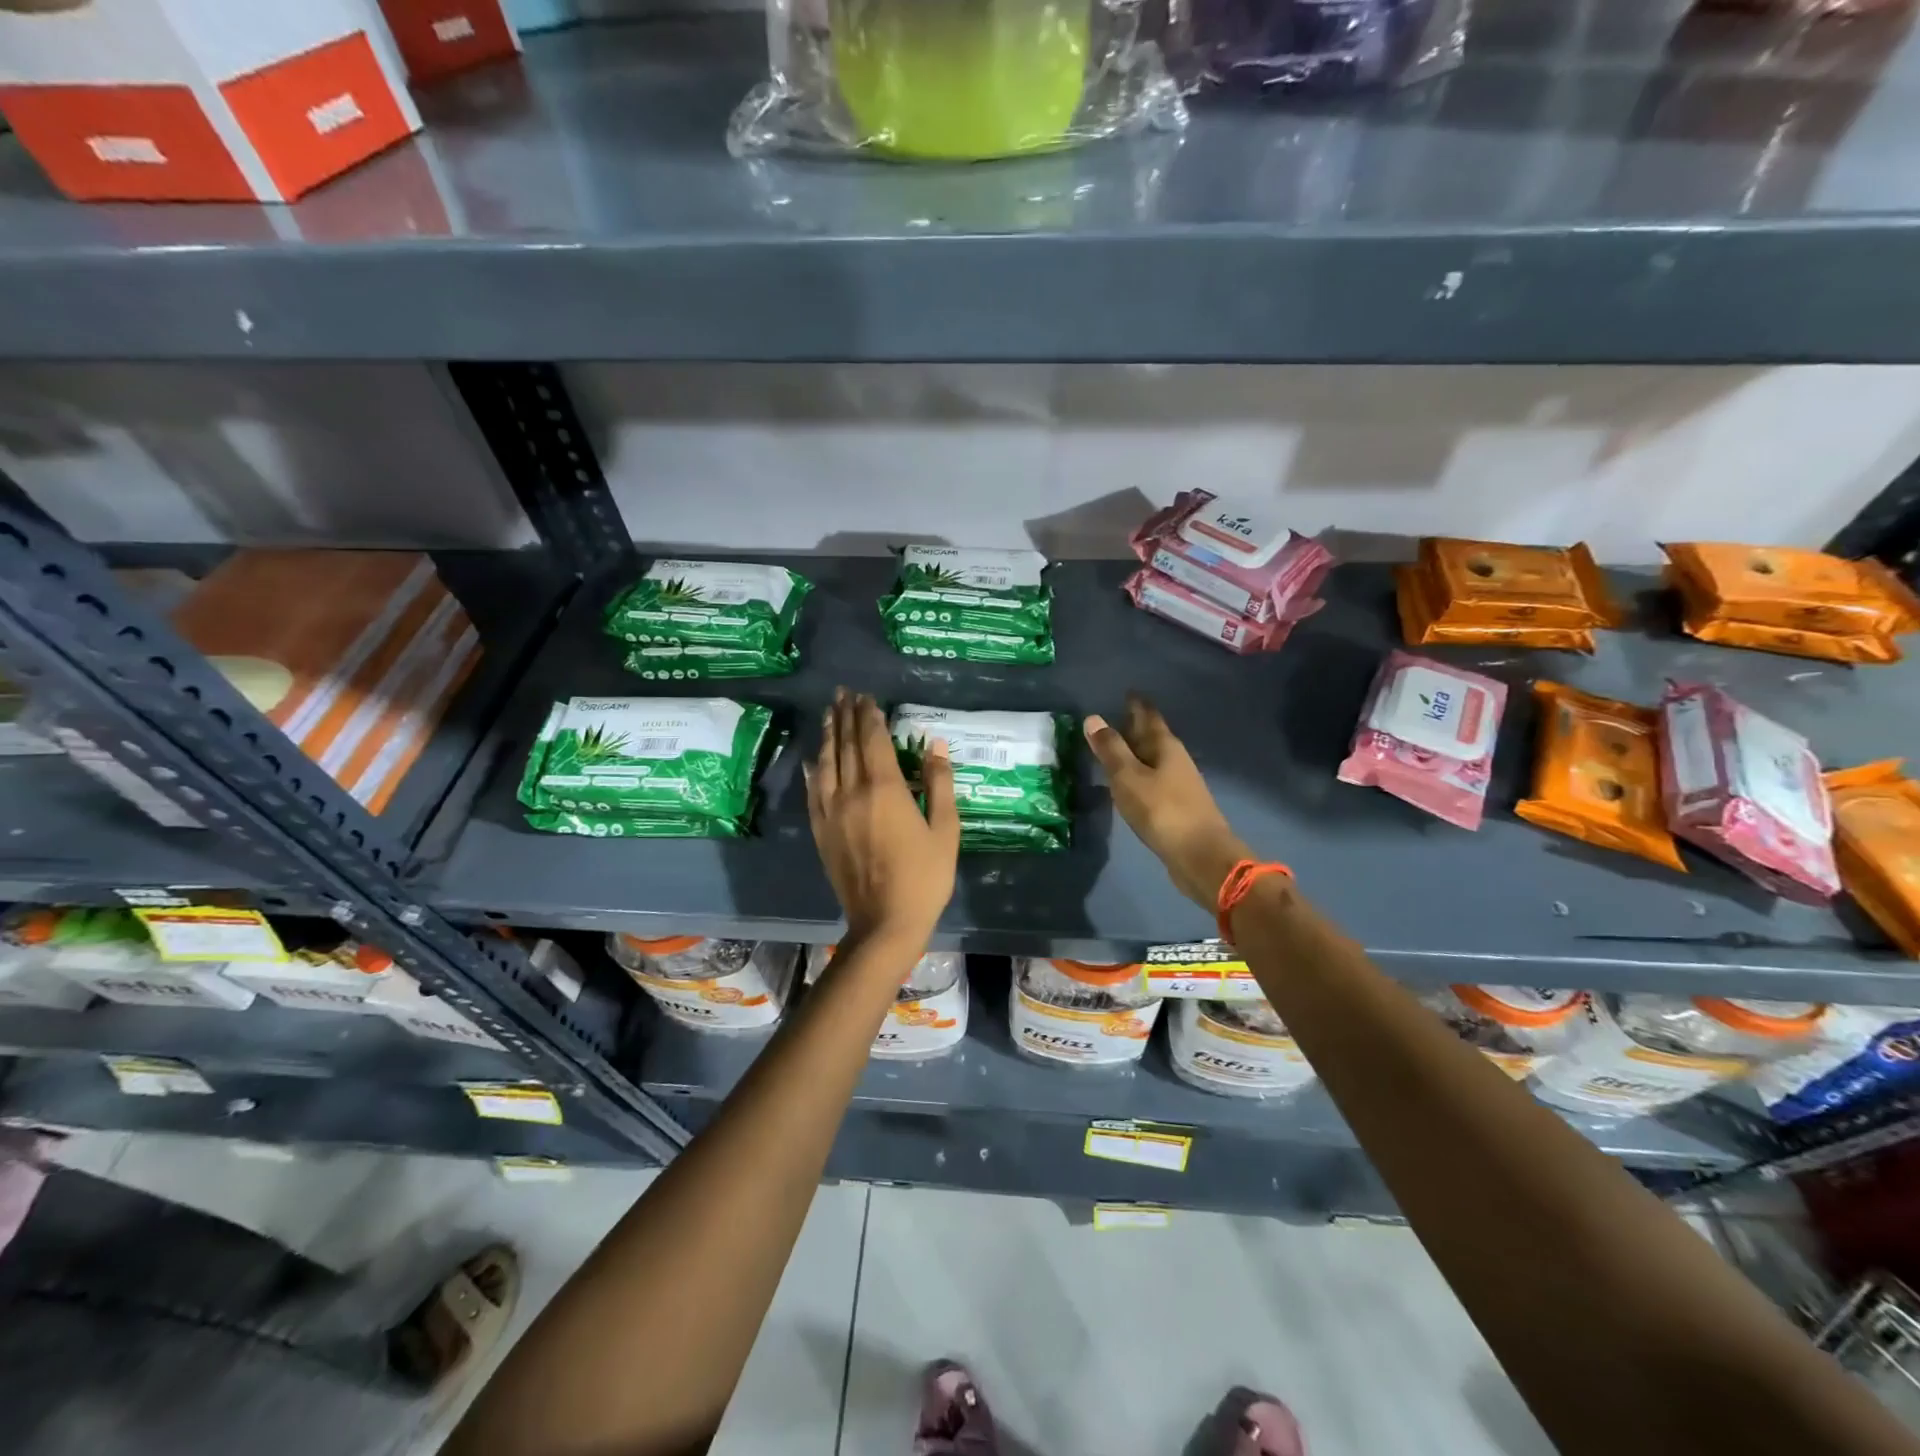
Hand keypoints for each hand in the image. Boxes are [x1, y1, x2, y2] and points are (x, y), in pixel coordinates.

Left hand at [807, 689, 959, 954]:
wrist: (885, 922)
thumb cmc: (924, 877)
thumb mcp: (945, 830)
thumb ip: (939, 784)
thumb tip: (935, 745)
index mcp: (885, 789)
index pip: (873, 740)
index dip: (869, 716)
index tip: (866, 697)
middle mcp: (852, 792)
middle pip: (846, 745)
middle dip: (845, 717)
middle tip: (844, 693)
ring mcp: (832, 812)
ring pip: (826, 763)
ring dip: (827, 735)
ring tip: (828, 714)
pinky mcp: (821, 831)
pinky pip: (813, 792)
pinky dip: (813, 769)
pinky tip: (813, 759)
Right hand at [1085, 694, 1251, 909]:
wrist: (1200, 856)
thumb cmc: (1162, 810)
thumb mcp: (1128, 777)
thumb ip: (1110, 749)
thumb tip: (1093, 718)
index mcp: (1165, 747)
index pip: (1149, 716)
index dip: (1137, 704)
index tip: (1128, 692)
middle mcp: (1175, 760)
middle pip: (1153, 736)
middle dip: (1136, 726)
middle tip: (1115, 716)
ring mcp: (1179, 784)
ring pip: (1154, 759)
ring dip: (1137, 752)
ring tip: (1116, 748)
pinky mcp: (1177, 806)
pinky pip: (1154, 780)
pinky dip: (1139, 775)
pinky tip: (1129, 783)